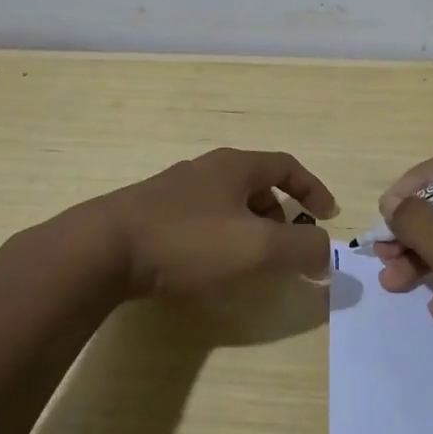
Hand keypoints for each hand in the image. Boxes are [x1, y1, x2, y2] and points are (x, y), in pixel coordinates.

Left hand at [93, 147, 338, 299]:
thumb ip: (301, 249)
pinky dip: (218, 238)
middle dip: (279, 214)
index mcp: (234, 166)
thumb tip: (327, 253)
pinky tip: (206, 267)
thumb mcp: (257, 247)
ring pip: (225, 203)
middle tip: (285, 246)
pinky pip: (199, 220)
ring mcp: (173, 190)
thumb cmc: (188, 241)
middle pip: (255, 183)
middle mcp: (205, 169)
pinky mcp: (149, 214)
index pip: (286, 166)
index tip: (329, 214)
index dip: (312, 188)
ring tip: (247, 262)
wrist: (103, 250)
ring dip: (247, 227)